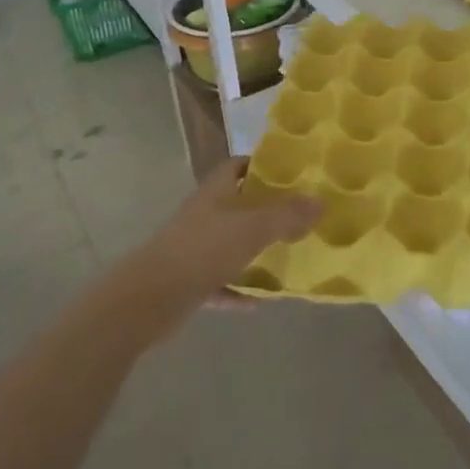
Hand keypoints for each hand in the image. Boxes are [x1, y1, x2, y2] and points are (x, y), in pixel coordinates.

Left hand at [129, 158, 320, 312]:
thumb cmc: (202, 251)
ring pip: (228, 244)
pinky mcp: (187, 281)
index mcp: (214, 193)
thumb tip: (320, 201)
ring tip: (284, 257)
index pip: (236, 167)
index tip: (289, 174)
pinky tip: (259, 302)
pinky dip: (238, 290)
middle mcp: (202, 215)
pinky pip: (220, 282)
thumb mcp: (252, 229)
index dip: (260, 166)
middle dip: (263, 210)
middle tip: (297, 217)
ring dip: (252, 251)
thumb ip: (287, 216)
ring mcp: (192, 248)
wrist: (148, 299)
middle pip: (235, 205)